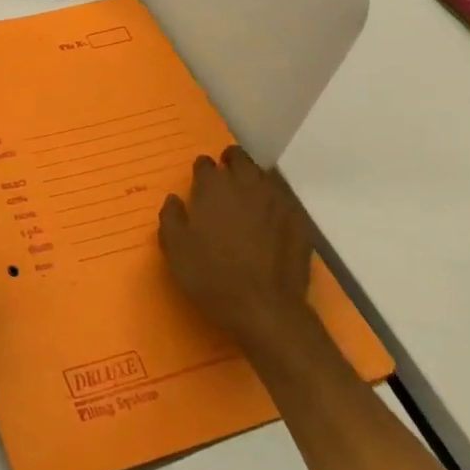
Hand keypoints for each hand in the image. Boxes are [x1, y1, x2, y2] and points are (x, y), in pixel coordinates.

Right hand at [158, 148, 315, 350]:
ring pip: (265, 176)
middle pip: (240, 159)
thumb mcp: (174, 248)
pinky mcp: (299, 222)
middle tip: (225, 180)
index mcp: (214, 187)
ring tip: (247, 198)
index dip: (202, 170)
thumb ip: (170, 216)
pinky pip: (284, 201)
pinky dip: (275, 203)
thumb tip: (174, 199)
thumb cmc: (211, 276)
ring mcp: (277, 202)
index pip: (206, 163)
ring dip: (254, 180)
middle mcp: (247, 185)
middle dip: (230, 163)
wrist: (265, 310)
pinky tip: (271, 220)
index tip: (199, 183)